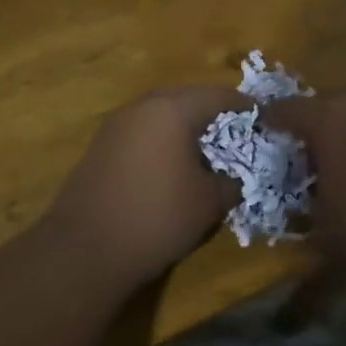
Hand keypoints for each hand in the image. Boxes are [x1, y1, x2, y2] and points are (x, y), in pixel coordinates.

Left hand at [43, 87, 248, 289]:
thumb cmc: (157, 216)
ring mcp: (116, 125)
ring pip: (160, 114)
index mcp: (172, 109)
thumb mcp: (209, 203)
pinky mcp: (99, 147)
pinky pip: (141, 132)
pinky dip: (161, 140)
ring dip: (183, 126)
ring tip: (203, 151)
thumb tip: (234, 177)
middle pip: (185, 98)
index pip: (217, 95)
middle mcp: (142, 107)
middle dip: (211, 113)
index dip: (243, 106)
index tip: (261, 117)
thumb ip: (230, 182)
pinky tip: (170, 166)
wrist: (85, 249)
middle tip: (234, 133)